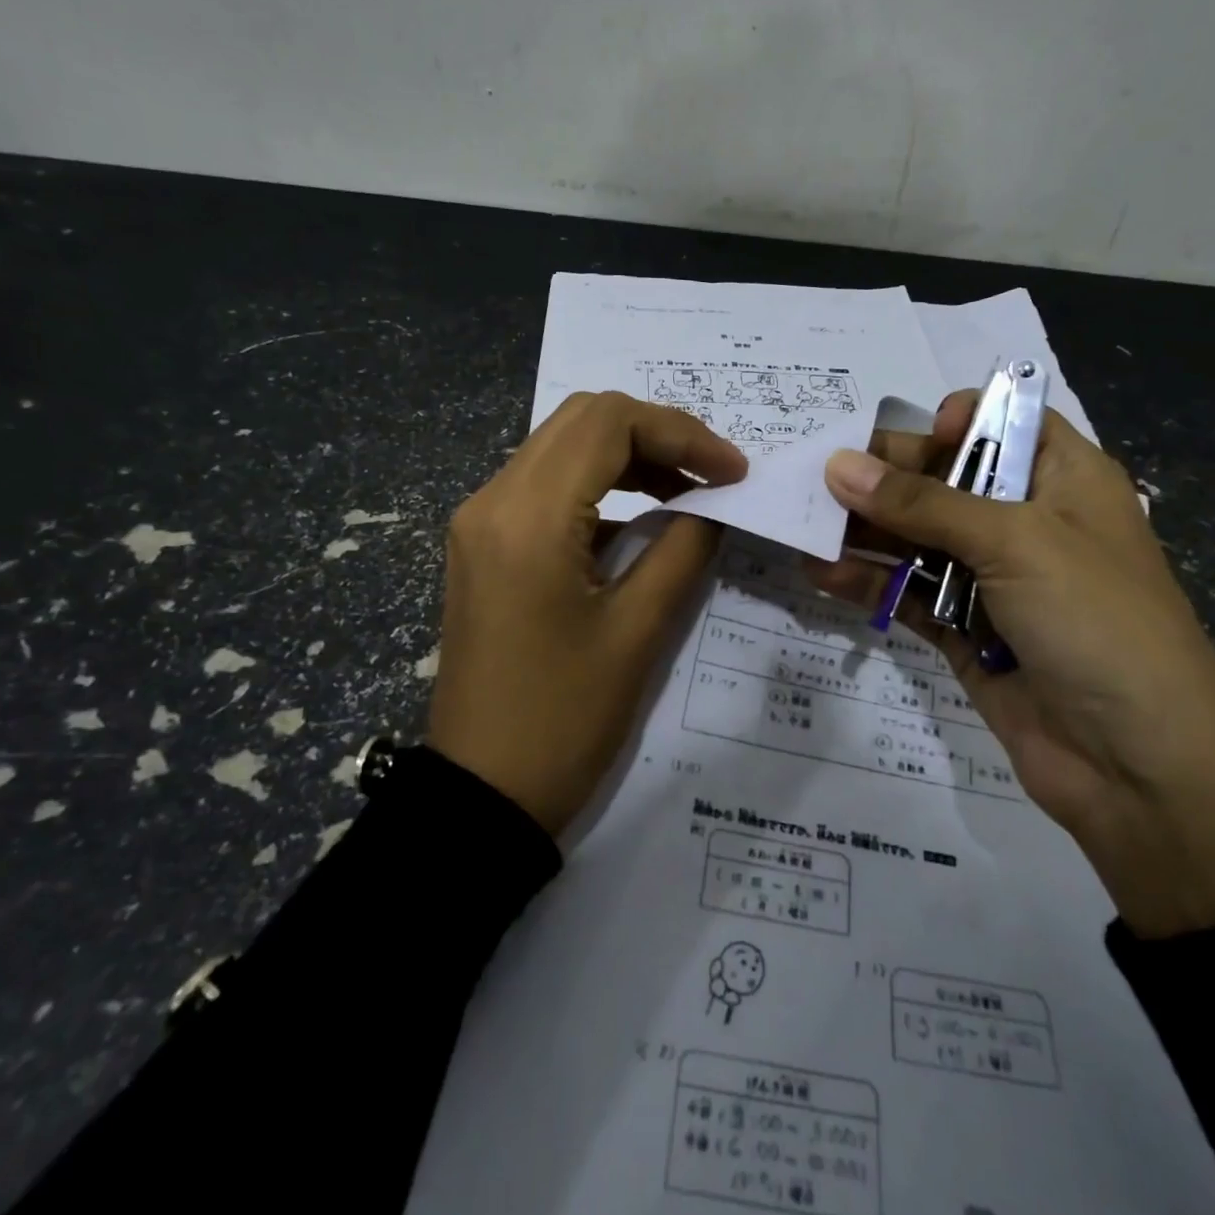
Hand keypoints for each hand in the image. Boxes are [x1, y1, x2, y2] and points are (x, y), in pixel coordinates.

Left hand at [430, 392, 746, 835]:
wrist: (482, 794)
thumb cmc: (564, 719)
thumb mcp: (639, 632)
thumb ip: (684, 549)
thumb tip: (714, 505)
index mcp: (529, 516)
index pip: (610, 423)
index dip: (683, 433)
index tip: (735, 472)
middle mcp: (493, 500)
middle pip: (582, 420)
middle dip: (657, 435)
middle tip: (712, 476)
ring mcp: (479, 521)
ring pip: (561, 448)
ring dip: (627, 456)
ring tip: (686, 494)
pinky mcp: (482, 546)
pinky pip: (544, 486)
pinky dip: (598, 485)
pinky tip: (639, 520)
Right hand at [809, 394, 1214, 936]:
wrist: (1139, 766)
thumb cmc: (1095, 620)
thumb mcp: (1015, 542)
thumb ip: (922, 504)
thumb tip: (837, 466)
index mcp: (1064, 480)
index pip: (1004, 423)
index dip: (954, 421)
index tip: (906, 438)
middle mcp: (1027, 522)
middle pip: (946, 481)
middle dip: (885, 478)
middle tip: (818, 478)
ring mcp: (994, 581)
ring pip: (918, 540)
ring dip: (865, 532)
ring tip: (803, 523)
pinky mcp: (965, 632)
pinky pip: (909, 595)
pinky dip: (869, 584)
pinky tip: (821, 573)